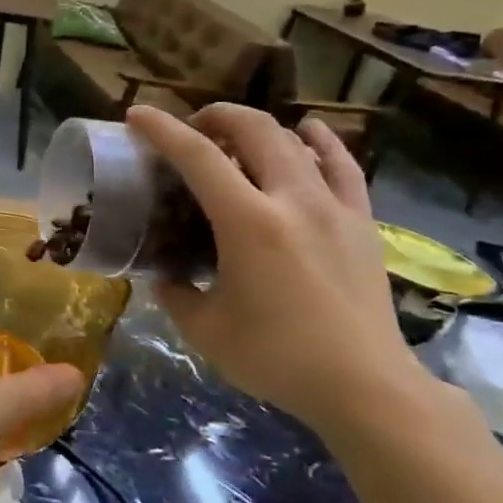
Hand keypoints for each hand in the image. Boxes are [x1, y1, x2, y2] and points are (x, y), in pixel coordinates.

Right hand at [127, 103, 432, 438]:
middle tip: (192, 129)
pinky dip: (320, 141)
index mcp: (248, 223)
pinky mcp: (361, 221)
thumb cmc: (277, 358)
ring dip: (259, 127)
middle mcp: (292, 200)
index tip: (137, 115)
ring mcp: (334, 206)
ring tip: (237, 138)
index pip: (198, 157)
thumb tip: (164, 275)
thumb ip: (175, 294)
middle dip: (216, 116)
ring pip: (295, 140)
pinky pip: (343, 164)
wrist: (365, 386)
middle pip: (254, 129)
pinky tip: (308, 132)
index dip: (162, 129)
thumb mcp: (205, 330)